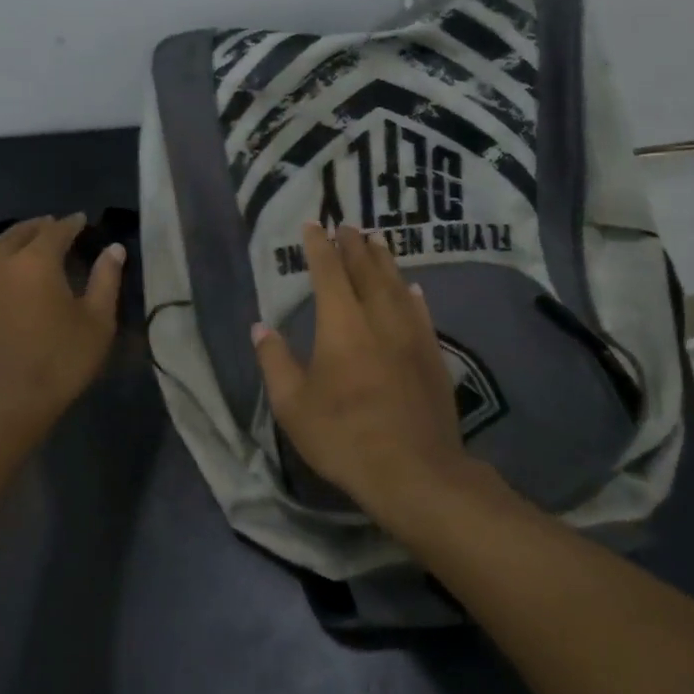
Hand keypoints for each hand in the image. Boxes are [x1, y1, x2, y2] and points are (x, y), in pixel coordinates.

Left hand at [0, 214, 124, 438]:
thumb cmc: (60, 362)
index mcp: (36, 261)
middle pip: (19, 233)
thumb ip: (106, 280)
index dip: (71, 224)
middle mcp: (0, 263)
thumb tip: (114, 249)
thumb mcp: (97, 322)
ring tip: (25, 241)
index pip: (56, 231)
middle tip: (53, 225)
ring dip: (12, 239)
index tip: (82, 220)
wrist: (3, 404)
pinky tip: (0, 273)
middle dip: (39, 226)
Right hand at [251, 223, 477, 521]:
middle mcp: (379, 317)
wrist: (413, 469)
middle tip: (347, 224)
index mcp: (341, 324)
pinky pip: (421, 311)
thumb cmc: (343, 435)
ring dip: (385, 260)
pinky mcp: (432, 354)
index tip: (313, 225)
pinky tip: (413, 288)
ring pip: (397, 284)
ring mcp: (411, 334)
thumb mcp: (293, 404)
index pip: (328, 271)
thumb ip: (275, 361)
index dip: (319, 246)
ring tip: (377, 240)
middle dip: (354, 245)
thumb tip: (260, 326)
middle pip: (366, 270)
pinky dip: (412, 294)